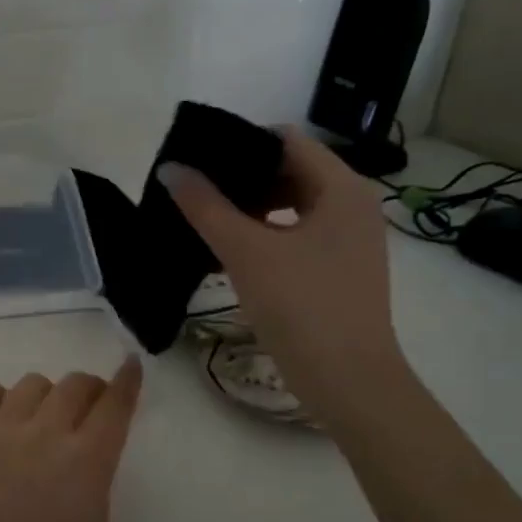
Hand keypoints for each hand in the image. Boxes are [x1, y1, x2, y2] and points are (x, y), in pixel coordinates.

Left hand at [0, 357, 144, 521]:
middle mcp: (44, 434)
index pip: (114, 405)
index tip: (131, 365)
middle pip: (74, 384)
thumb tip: (89, 447)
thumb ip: (95, 478)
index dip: (126, 381)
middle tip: (89, 410)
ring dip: (46, 396)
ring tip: (42, 423)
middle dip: (90, 390)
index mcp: (85, 462)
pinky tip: (1, 421)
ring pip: (31, 382)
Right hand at [159, 128, 402, 419]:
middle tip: (193, 188)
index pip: (286, 140)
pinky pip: (295, 234)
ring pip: (290, 205)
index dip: (240, 142)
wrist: (347, 381)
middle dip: (241, 177)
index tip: (197, 157)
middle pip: (289, 170)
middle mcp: (352, 205)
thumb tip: (170, 168)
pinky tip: (226, 252)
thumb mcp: (245, 251)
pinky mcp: (338, 268)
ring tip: (203, 218)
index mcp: (341, 188)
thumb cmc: (301, 305)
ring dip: (248, 208)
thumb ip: (205, 206)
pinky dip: (263, 235)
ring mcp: (348, 239)